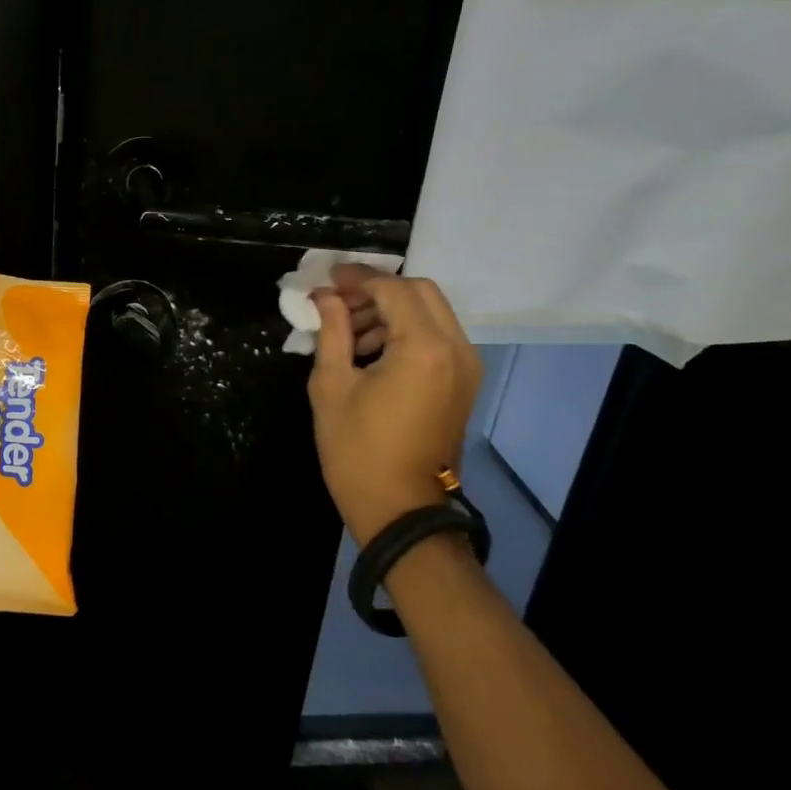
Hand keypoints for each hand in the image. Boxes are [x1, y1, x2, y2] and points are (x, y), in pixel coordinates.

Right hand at [307, 269, 483, 547]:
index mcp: (423, 349)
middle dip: (377, 288)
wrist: (401, 510)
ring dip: (391, 309)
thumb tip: (324, 297)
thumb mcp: (331, 386)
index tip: (325, 280)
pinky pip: (437, 336)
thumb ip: (331, 331)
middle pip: (420, 291)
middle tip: (337, 300)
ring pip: (431, 311)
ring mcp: (466, 366)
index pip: (392, 289)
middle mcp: (455, 349)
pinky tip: (370, 349)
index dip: (357, 278)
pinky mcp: (463, 382)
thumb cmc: (357, 450)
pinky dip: (406, 329)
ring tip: (347, 328)